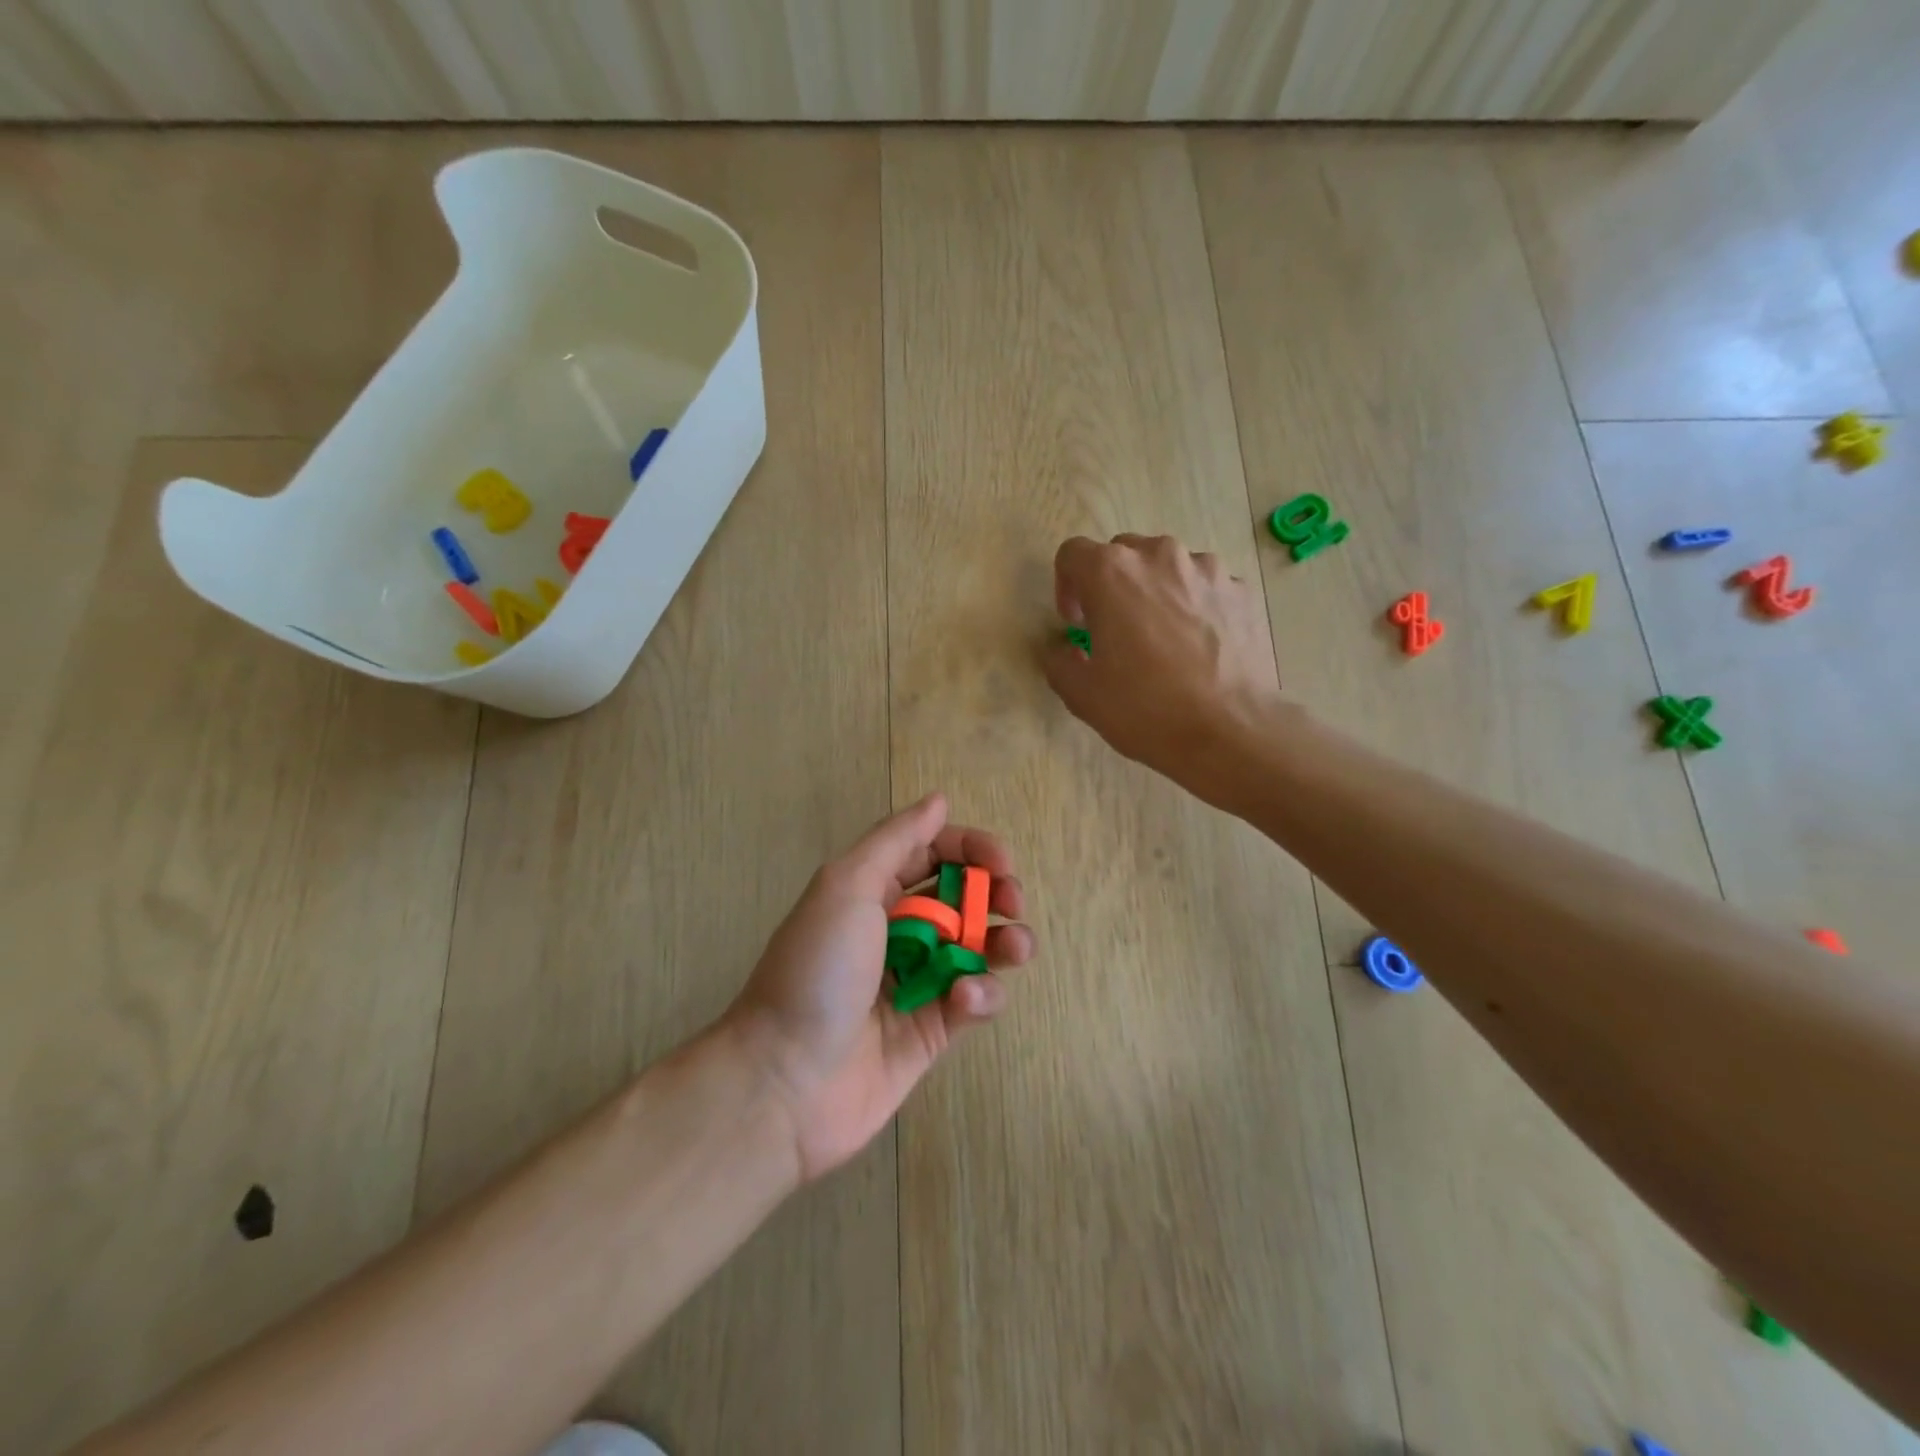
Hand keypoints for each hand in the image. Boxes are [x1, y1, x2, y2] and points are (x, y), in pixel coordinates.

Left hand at [723, 795, 1034, 1182]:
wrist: (785, 1080)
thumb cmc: (816, 969)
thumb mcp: (847, 885)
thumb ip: (896, 840)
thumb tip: (938, 800)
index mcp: (872, 891)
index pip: (932, 853)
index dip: (970, 849)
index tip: (1002, 861)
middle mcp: (897, 931)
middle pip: (962, 898)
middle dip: (995, 893)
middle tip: (1012, 902)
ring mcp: (918, 982)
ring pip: (978, 949)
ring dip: (1004, 942)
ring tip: (1014, 947)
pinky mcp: (933, 1031)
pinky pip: (974, 1001)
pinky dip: (981, 995)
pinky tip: (965, 1000)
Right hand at [1043, 534, 1285, 801]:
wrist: (1230, 731)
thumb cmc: (1146, 709)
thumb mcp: (1081, 694)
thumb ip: (1057, 660)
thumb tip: (1062, 648)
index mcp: (1111, 572)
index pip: (1072, 554)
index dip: (1065, 587)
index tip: (1076, 624)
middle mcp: (1159, 555)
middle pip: (1122, 554)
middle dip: (1110, 587)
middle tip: (1114, 631)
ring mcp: (1206, 569)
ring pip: (1166, 568)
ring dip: (1153, 592)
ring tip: (1161, 638)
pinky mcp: (1240, 590)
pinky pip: (1203, 587)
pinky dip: (1192, 605)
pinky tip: (1197, 647)